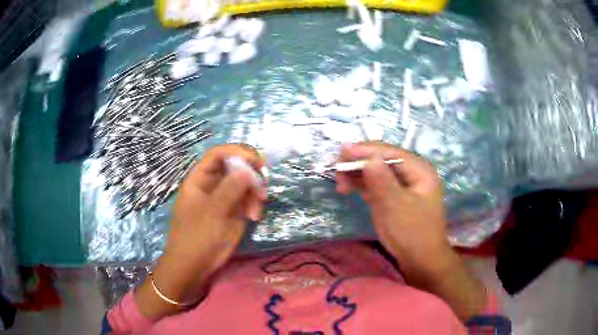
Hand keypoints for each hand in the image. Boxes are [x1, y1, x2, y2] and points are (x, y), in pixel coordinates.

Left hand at [135, 144, 265, 319]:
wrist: (195, 266)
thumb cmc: (196, 238)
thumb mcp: (212, 213)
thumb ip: (229, 189)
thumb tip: (248, 169)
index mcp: (199, 178)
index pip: (219, 154)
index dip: (238, 152)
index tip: (257, 163)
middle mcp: (212, 183)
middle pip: (235, 165)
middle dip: (251, 174)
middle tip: (262, 189)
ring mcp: (224, 197)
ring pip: (245, 182)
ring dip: (255, 192)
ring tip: (256, 211)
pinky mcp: (234, 210)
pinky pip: (248, 197)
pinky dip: (255, 203)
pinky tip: (254, 216)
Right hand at [336, 141, 486, 320]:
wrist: (420, 261)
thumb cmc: (413, 234)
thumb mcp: (397, 207)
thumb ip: (382, 181)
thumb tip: (368, 157)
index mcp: (419, 170)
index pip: (390, 152)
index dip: (366, 150)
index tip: (342, 152)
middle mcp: (410, 173)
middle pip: (381, 159)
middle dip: (359, 162)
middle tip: (337, 169)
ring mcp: (400, 185)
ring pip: (375, 171)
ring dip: (356, 174)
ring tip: (339, 184)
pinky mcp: (391, 196)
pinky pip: (374, 184)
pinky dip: (360, 185)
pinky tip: (346, 189)